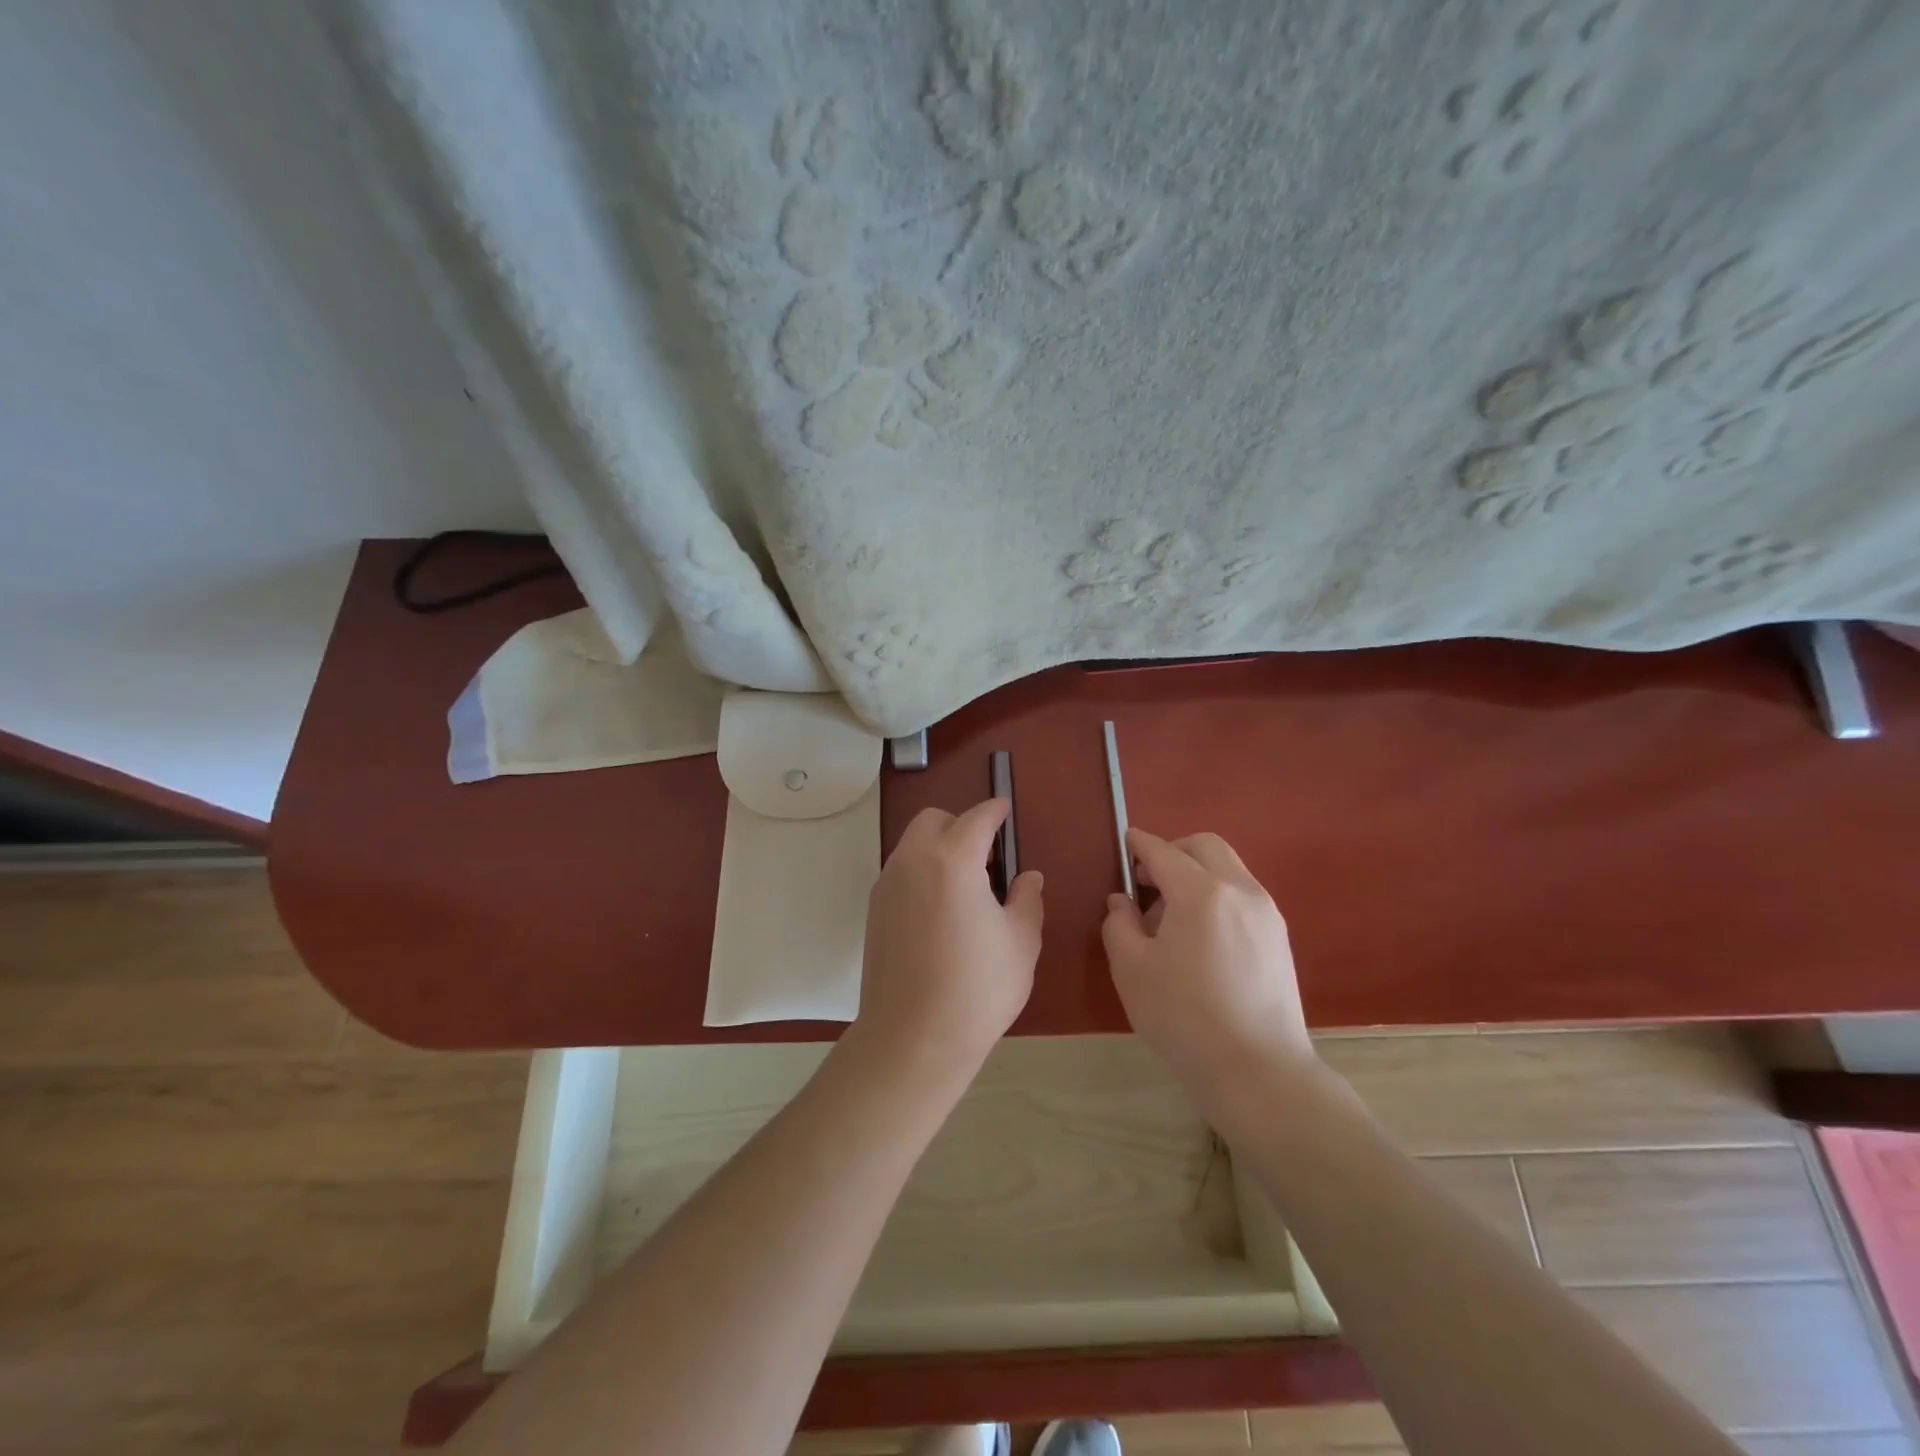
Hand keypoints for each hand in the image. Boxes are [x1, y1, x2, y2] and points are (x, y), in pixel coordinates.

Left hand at [849, 798, 1042, 1084]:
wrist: (912, 1039)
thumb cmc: (977, 989)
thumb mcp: (1020, 943)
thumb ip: (1026, 900)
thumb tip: (1028, 878)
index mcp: (953, 860)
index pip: (976, 818)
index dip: (995, 811)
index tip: (1005, 810)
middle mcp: (913, 861)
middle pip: (934, 820)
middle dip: (961, 825)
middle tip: (987, 857)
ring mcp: (887, 885)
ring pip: (913, 844)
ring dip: (939, 848)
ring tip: (966, 887)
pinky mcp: (874, 910)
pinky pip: (901, 871)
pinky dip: (922, 872)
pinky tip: (940, 911)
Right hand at [1101, 828, 1315, 1114]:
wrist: (1258, 1071)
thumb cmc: (1184, 1018)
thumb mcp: (1132, 970)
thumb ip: (1119, 924)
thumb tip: (1122, 902)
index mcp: (1201, 892)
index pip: (1163, 852)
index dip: (1140, 844)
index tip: (1125, 842)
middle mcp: (1240, 890)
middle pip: (1205, 846)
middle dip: (1172, 851)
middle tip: (1147, 882)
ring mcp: (1266, 913)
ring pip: (1228, 868)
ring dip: (1196, 874)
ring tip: (1172, 917)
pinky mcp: (1278, 937)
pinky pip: (1242, 894)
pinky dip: (1217, 894)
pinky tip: (1200, 937)